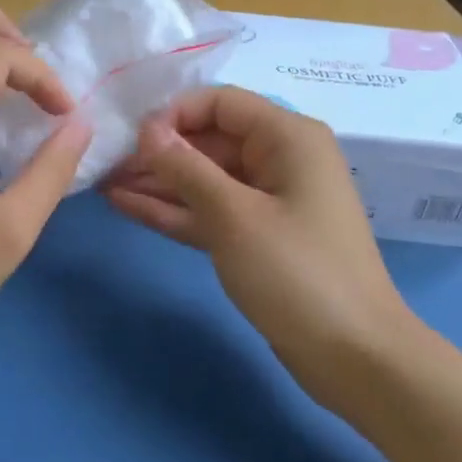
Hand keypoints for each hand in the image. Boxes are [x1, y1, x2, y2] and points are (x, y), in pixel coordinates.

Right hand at [105, 86, 419, 397]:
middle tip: (107, 162)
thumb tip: (147, 129)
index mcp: (288, 137)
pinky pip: (211, 211)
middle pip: (210, 140)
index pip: (220, 103)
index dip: (174, 114)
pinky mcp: (258, 237)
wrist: (355, 358)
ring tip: (106, 181)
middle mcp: (279, 159)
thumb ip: (186, 168)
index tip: (131, 138)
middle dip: (160, 151)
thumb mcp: (234, 215)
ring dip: (159, 182)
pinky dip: (175, 210)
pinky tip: (127, 205)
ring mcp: (269, 200)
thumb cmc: (297, 273)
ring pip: (205, 178)